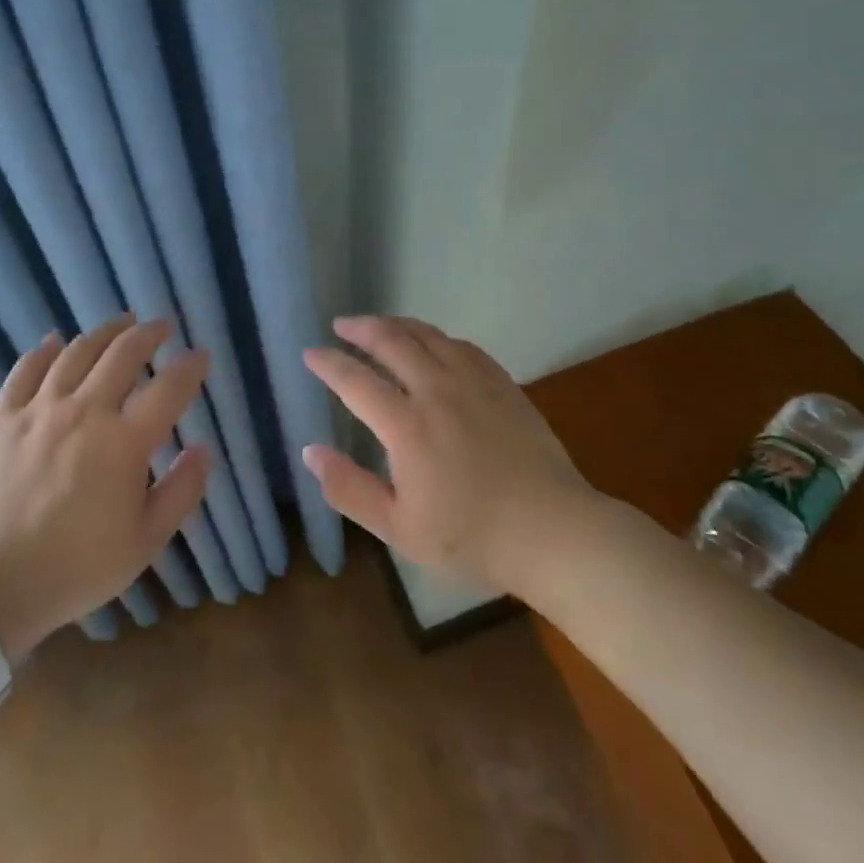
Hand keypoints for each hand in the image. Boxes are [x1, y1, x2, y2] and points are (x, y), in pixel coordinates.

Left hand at [0, 315, 211, 662]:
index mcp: (124, 442)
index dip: (190, 367)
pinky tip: (55, 340)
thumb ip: (182, 491)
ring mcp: (40, 410)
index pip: (168, 387)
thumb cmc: (78, 567)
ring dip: (105, 332)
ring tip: (122, 323)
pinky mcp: (4, 418)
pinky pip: (25, 370)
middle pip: (123, 354)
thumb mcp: (145, 541)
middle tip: (163, 326)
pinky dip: (44, 350)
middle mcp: (85, 412)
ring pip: (77, 352)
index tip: (201, 356)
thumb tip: (204, 448)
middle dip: (149, 334)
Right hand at [302, 316, 593, 594]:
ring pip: (428, 335)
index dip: (328, 363)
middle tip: (340, 325)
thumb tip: (310, 451)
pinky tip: (434, 344)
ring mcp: (474, 382)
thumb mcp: (399, 529)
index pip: (355, 381)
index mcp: (407, 426)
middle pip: (392, 341)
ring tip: (379, 326)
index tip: (310, 353)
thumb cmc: (471, 538)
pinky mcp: (503, 384)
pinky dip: (437, 337)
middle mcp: (437, 391)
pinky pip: (463, 345)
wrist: (553, 531)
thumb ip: (349, 489)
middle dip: (360, 328)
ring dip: (397, 324)